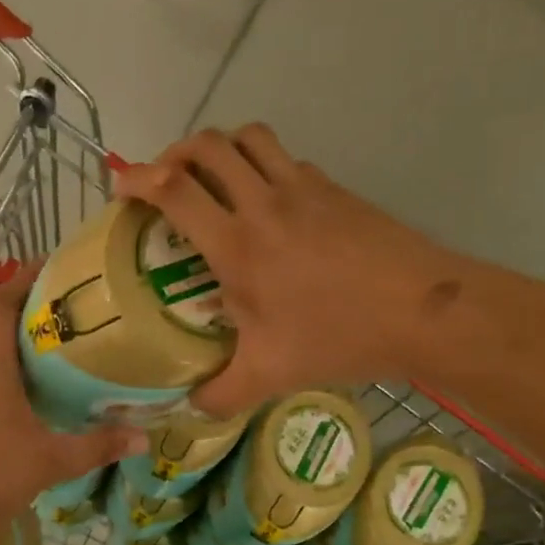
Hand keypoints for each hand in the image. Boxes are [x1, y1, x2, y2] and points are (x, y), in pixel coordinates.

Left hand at [0, 266, 143, 538]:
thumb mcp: (49, 461)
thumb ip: (97, 446)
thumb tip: (144, 436)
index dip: (23, 280)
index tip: (57, 268)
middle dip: (33, 311)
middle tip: (78, 309)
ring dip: (24, 345)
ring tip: (68, 347)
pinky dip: (16, 376)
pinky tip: (43, 395)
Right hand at [116, 125, 458, 417]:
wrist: (424, 312)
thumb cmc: (338, 338)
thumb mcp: (268, 376)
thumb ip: (218, 394)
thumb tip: (189, 406)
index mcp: (237, 245)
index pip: (174, 190)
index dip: (138, 179)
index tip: (121, 186)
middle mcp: (264, 203)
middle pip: (207, 145)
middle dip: (174, 153)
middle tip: (164, 181)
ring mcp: (303, 189)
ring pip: (249, 137)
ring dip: (219, 148)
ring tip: (210, 178)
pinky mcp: (334, 189)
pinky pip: (285, 159)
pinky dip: (261, 165)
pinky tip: (266, 203)